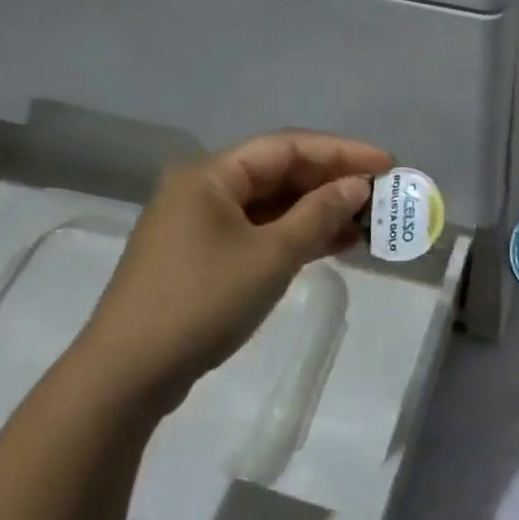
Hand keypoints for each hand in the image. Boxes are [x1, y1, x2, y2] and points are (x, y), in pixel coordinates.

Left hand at [69, 131, 391, 411]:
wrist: (130, 371)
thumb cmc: (203, 302)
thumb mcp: (271, 255)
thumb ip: (318, 215)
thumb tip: (357, 185)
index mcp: (211, 175)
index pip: (287, 148)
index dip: (342, 152)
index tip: (388, 164)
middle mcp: (204, 189)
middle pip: (279, 172)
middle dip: (332, 181)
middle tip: (382, 194)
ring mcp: (202, 224)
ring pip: (272, 205)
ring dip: (318, 210)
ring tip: (368, 220)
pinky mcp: (205, 256)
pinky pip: (260, 232)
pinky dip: (297, 235)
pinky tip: (335, 243)